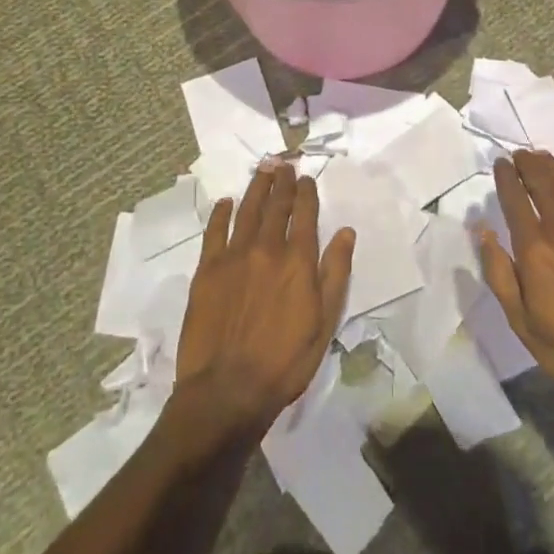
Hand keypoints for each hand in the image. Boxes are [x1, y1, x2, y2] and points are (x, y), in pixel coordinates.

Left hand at [173, 161, 354, 435]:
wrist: (228, 389)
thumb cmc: (285, 361)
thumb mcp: (325, 322)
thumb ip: (336, 273)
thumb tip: (346, 232)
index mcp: (298, 261)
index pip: (305, 214)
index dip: (307, 193)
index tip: (306, 178)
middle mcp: (267, 249)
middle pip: (276, 206)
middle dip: (282, 182)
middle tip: (283, 163)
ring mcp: (233, 257)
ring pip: (247, 211)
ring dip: (256, 188)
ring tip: (262, 170)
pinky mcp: (207, 270)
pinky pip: (214, 231)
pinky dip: (221, 213)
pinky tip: (226, 202)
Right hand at [480, 151, 553, 409]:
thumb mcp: (523, 323)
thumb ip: (500, 274)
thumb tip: (483, 232)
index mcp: (535, 249)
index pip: (514, 199)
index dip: (505, 178)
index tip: (500, 164)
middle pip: (541, 182)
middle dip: (527, 164)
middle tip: (519, 155)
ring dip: (552, 166)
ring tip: (540, 157)